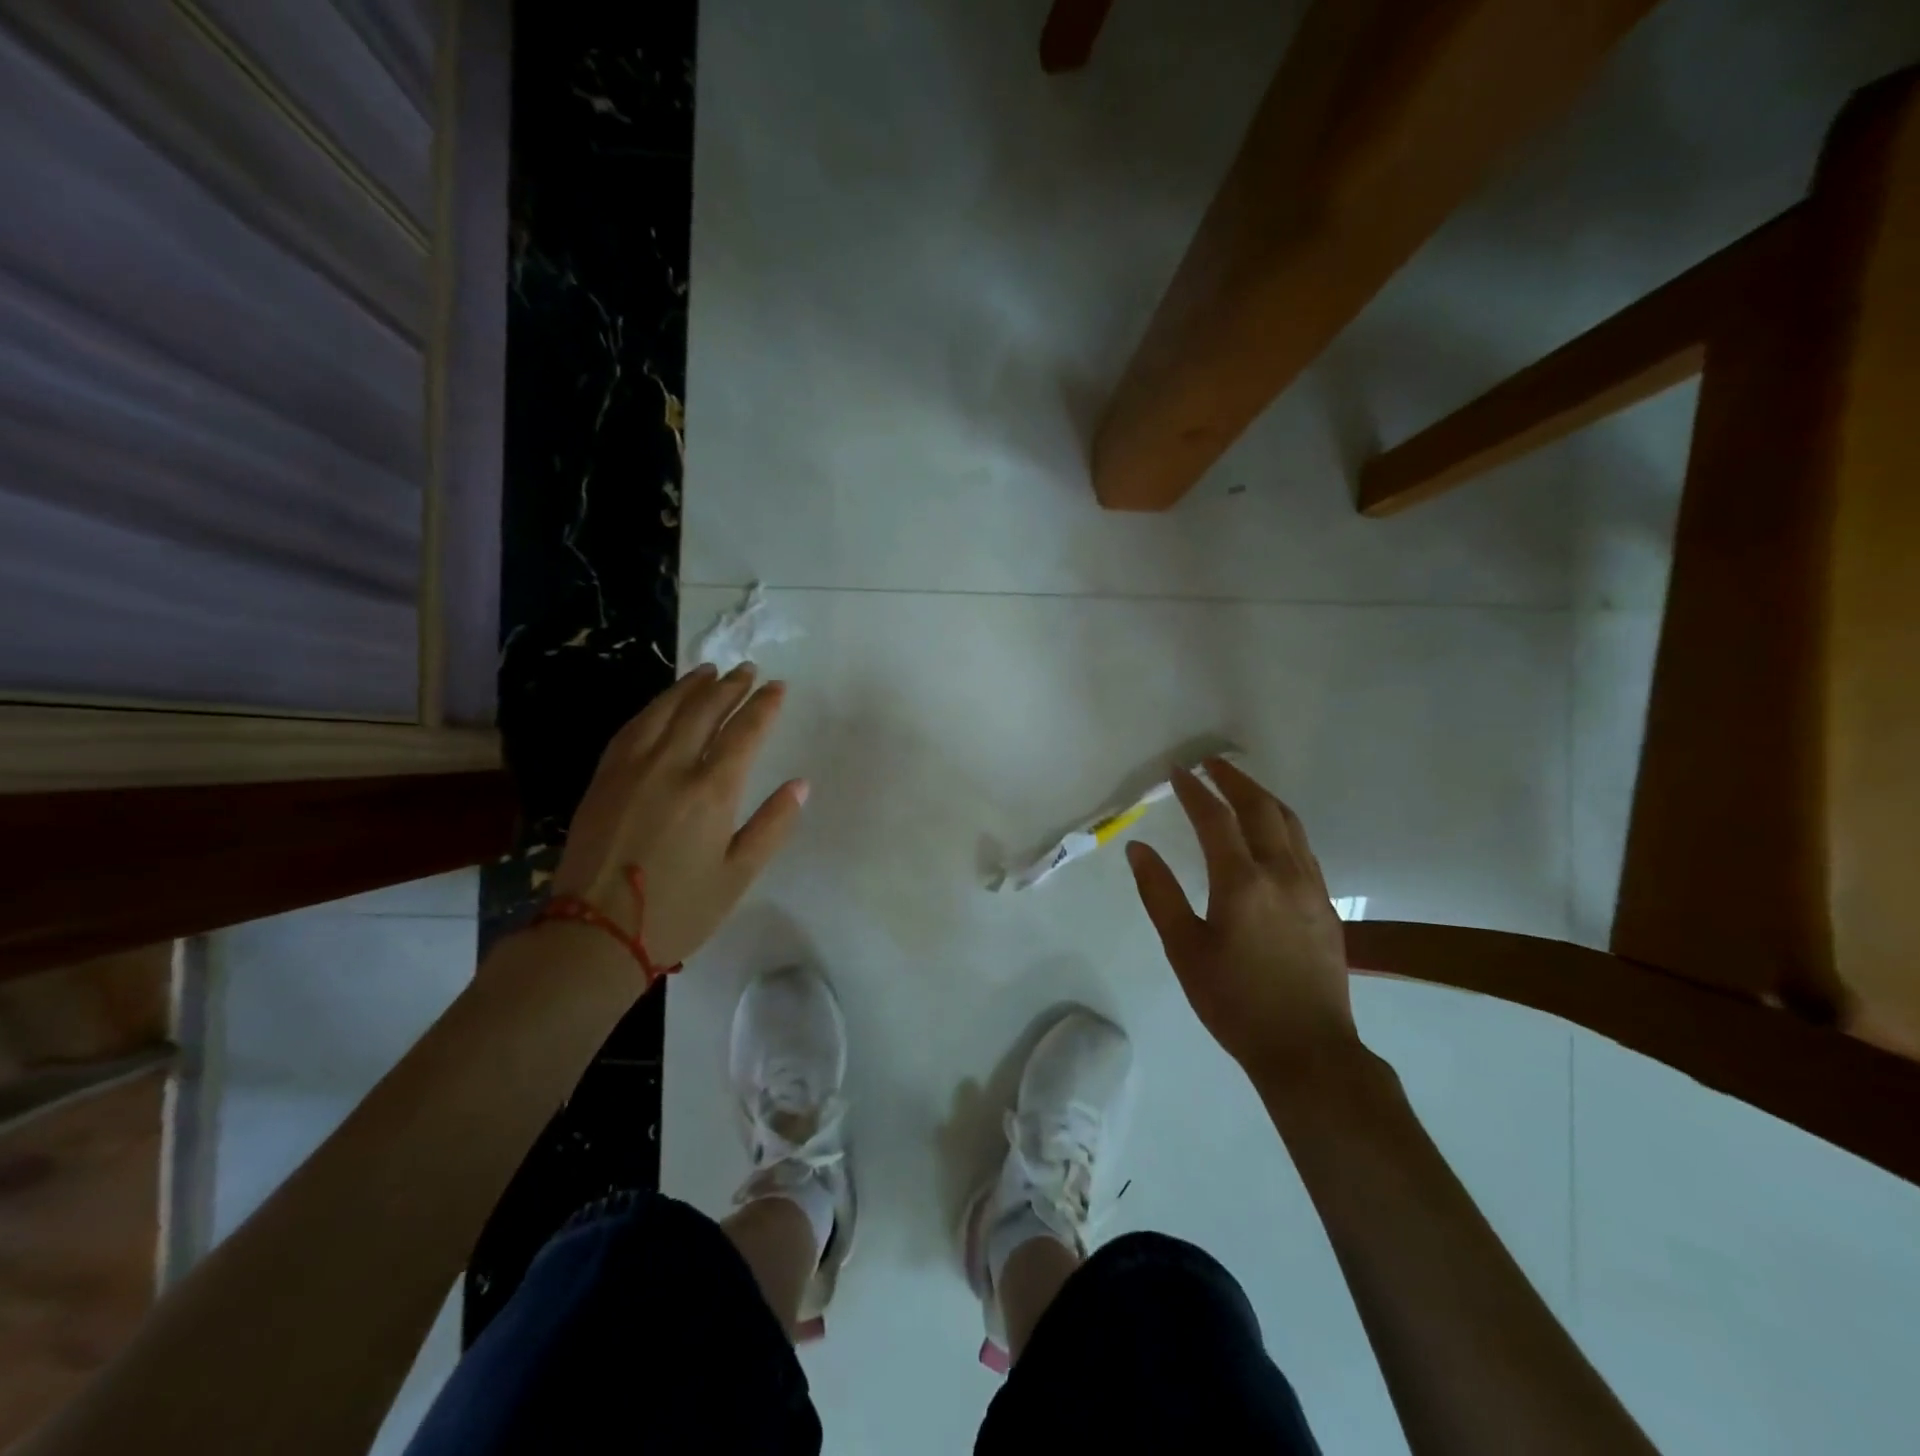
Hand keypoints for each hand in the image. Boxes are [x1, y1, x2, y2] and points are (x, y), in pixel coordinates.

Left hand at [551, 662, 805, 970]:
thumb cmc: (679, 912)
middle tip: (748, 670)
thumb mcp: (738, 875)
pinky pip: (632, 728)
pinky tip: (663, 704)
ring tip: (709, 670)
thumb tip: (800, 785)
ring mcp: (631, 769)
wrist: (594, 935)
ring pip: (664, 711)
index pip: (744, 732)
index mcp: (711, 792)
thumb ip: (772, 825)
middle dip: (730, 686)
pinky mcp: (603, 778)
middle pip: (704, 711)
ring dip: (690, 687)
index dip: (764, 706)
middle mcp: (671, 768)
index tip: (778, 687)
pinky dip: (654, 707)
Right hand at [1126, 758, 1357, 1082]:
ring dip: (1263, 798)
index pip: (1215, 819)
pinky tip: (1272, 835)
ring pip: (1290, 825)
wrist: (1307, 1050)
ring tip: (1241, 787)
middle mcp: (1282, 873)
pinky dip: (1283, 826)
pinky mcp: (1326, 906)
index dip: (1194, 791)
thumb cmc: (1234, 1002)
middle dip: (1234, 781)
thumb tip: (1137, 848)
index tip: (1178, 771)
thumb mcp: (1184, 949)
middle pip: (1261, 809)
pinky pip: (1304, 849)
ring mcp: (1311, 887)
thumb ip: (1159, 893)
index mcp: (1241, 882)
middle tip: (1211, 764)